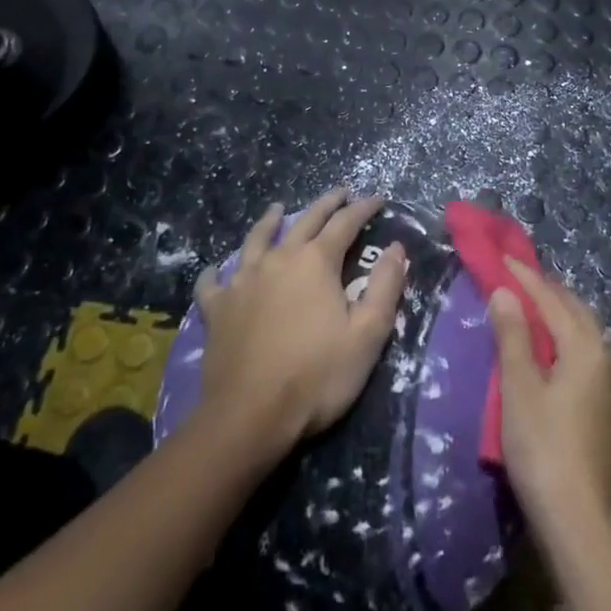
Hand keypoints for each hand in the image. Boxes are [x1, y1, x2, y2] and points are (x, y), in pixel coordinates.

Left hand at [193, 189, 407, 454]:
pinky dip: (217, 272)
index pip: (345, 223)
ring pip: (257, 239)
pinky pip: (213, 282)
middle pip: (304, 221)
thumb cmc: (317, 376)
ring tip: (277, 209)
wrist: (249, 416)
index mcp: (316, 262)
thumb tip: (396, 248)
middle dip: (325, 204)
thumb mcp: (368, 334)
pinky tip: (216, 271)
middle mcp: (278, 259)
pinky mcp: (217, 308)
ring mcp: (242, 281)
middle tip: (339, 193)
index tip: (377, 199)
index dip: (363, 208)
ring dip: (270, 221)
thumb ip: (385, 286)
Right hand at [488, 258, 610, 530]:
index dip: (525, 277)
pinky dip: (575, 346)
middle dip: (548, 293)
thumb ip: (513, 336)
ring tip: (540, 314)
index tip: (503, 259)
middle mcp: (609, 358)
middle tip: (520, 281)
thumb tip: (505, 292)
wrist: (582, 524)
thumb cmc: (543, 449)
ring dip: (565, 319)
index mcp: (586, 347)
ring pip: (591, 337)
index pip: (551, 299)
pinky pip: (595, 361)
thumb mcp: (519, 388)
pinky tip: (564, 359)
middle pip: (577, 312)